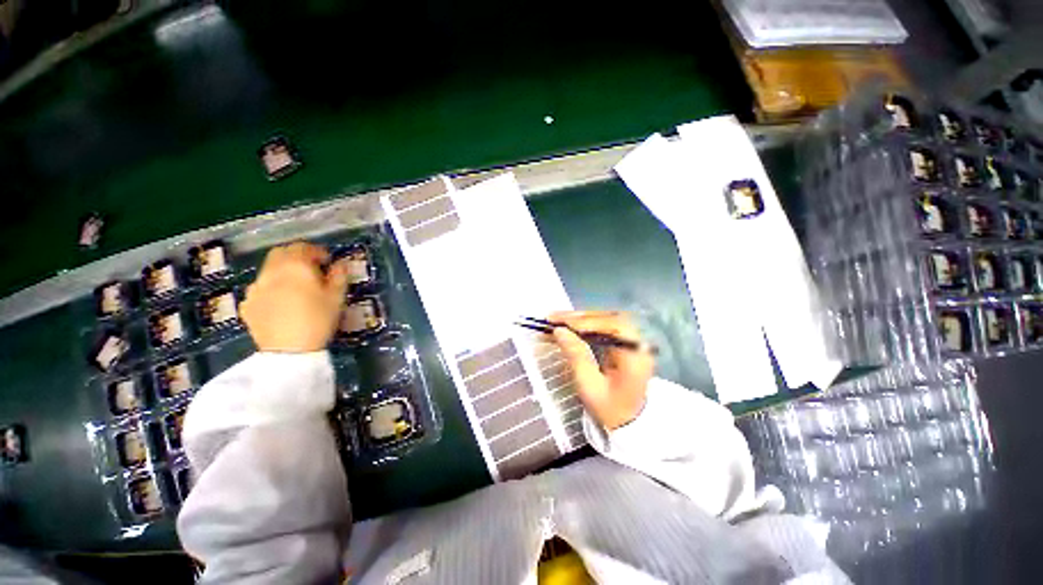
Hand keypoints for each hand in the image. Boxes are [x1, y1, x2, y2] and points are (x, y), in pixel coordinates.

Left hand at [240, 242, 350, 352]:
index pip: (304, 247)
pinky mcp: (247, 304)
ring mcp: (255, 288)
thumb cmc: (318, 320)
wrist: (288, 351)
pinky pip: (260, 289)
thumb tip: (341, 263)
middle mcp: (272, 272)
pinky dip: (271, 289)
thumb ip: (339, 276)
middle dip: (296, 256)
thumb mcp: (337, 297)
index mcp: (296, 266)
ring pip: (268, 270)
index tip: (328, 261)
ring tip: (295, 287)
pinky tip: (280, 303)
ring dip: (282, 272)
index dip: (317, 251)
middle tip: (310, 269)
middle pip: (281, 253)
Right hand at [549, 311, 653, 430]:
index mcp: (635, 355)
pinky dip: (584, 325)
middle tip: (553, 318)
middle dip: (579, 317)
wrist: (628, 422)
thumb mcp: (590, 386)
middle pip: (608, 319)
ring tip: (556, 320)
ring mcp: (631, 341)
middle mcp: (637, 343)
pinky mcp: (622, 342)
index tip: (563, 324)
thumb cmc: (610, 408)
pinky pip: (602, 327)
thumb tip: (559, 331)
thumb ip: (576, 355)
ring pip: (604, 320)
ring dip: (579, 319)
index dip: (587, 322)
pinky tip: (568, 325)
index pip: (613, 327)